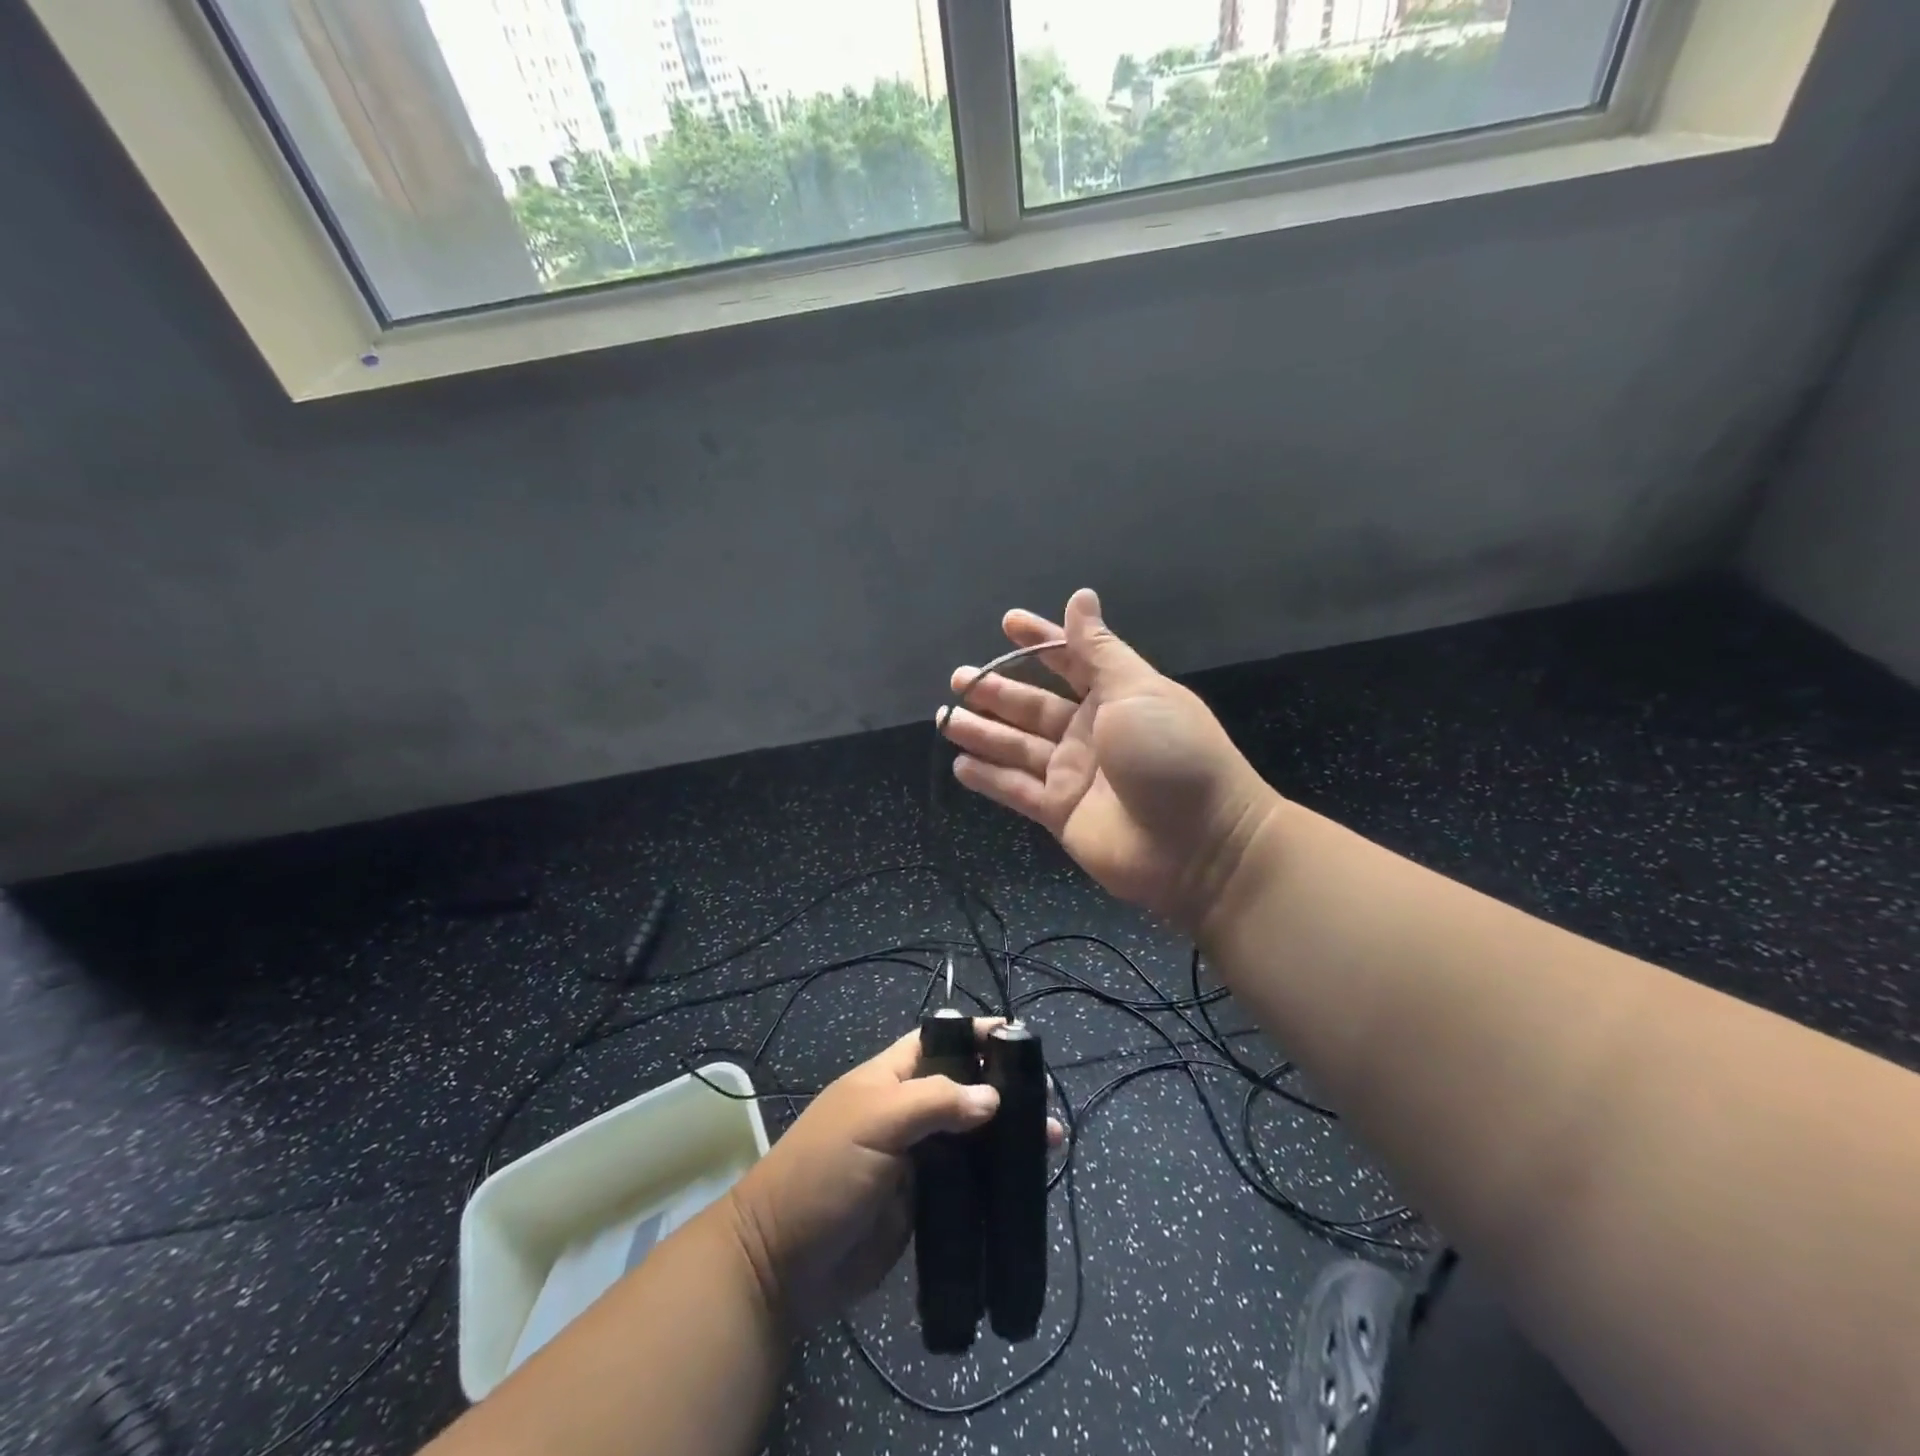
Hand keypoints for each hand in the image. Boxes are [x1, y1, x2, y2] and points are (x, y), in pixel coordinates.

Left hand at [724, 1022, 1062, 1331]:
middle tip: (1045, 1103)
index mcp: (888, 1078)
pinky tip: (1025, 1182)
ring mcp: (915, 1159)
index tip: (1018, 1036)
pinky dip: (993, 1180)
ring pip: (969, 1137)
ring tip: (1049, 1144)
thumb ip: (934, 1102)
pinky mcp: (923, 1204)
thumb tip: (992, 1097)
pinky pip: (966, 1183)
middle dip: (1003, 1089)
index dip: (974, 1035)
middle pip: (962, 1089)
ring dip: (1006, 1137)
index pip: (938, 1041)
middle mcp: (905, 1112)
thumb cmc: (823, 1173)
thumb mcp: (875, 1122)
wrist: (782, 1266)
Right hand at [942, 588, 1281, 932]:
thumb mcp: (1136, 691)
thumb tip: (1081, 596)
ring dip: (982, 733)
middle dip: (997, 692)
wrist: (1199, 846)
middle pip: (1033, 707)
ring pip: (1017, 747)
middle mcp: (1090, 732)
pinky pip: (1017, 790)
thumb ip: (1098, 650)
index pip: (1069, 660)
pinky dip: (990, 779)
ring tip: (945, 718)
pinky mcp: (1061, 813)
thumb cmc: (1171, 754)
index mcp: (1114, 696)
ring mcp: (1074, 774)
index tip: (1007, 623)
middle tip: (957, 678)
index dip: (1040, 641)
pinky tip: (960, 765)